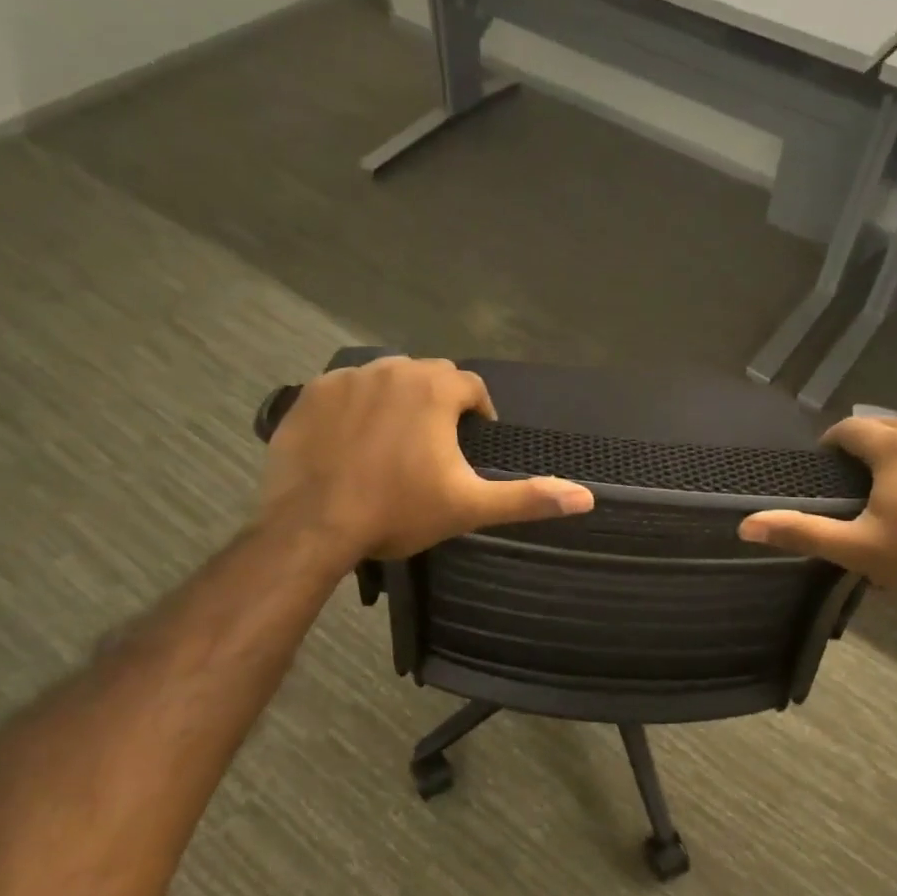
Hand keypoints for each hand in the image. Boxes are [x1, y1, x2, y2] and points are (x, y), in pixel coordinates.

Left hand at [260, 357, 593, 561]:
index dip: (477, 414)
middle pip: (429, 378)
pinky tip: (351, 443)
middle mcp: (393, 369)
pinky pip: (345, 391)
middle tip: (432, 449)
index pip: (471, 386)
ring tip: (391, 445)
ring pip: (386, 381)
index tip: (470, 446)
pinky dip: (355, 409)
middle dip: (437, 405)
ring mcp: (346, 378)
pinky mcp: (309, 394)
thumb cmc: (398, 511)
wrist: (312, 526)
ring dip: (396, 403)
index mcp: (435, 388)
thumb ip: (528, 498)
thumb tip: (587, 498)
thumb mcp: (470, 507)